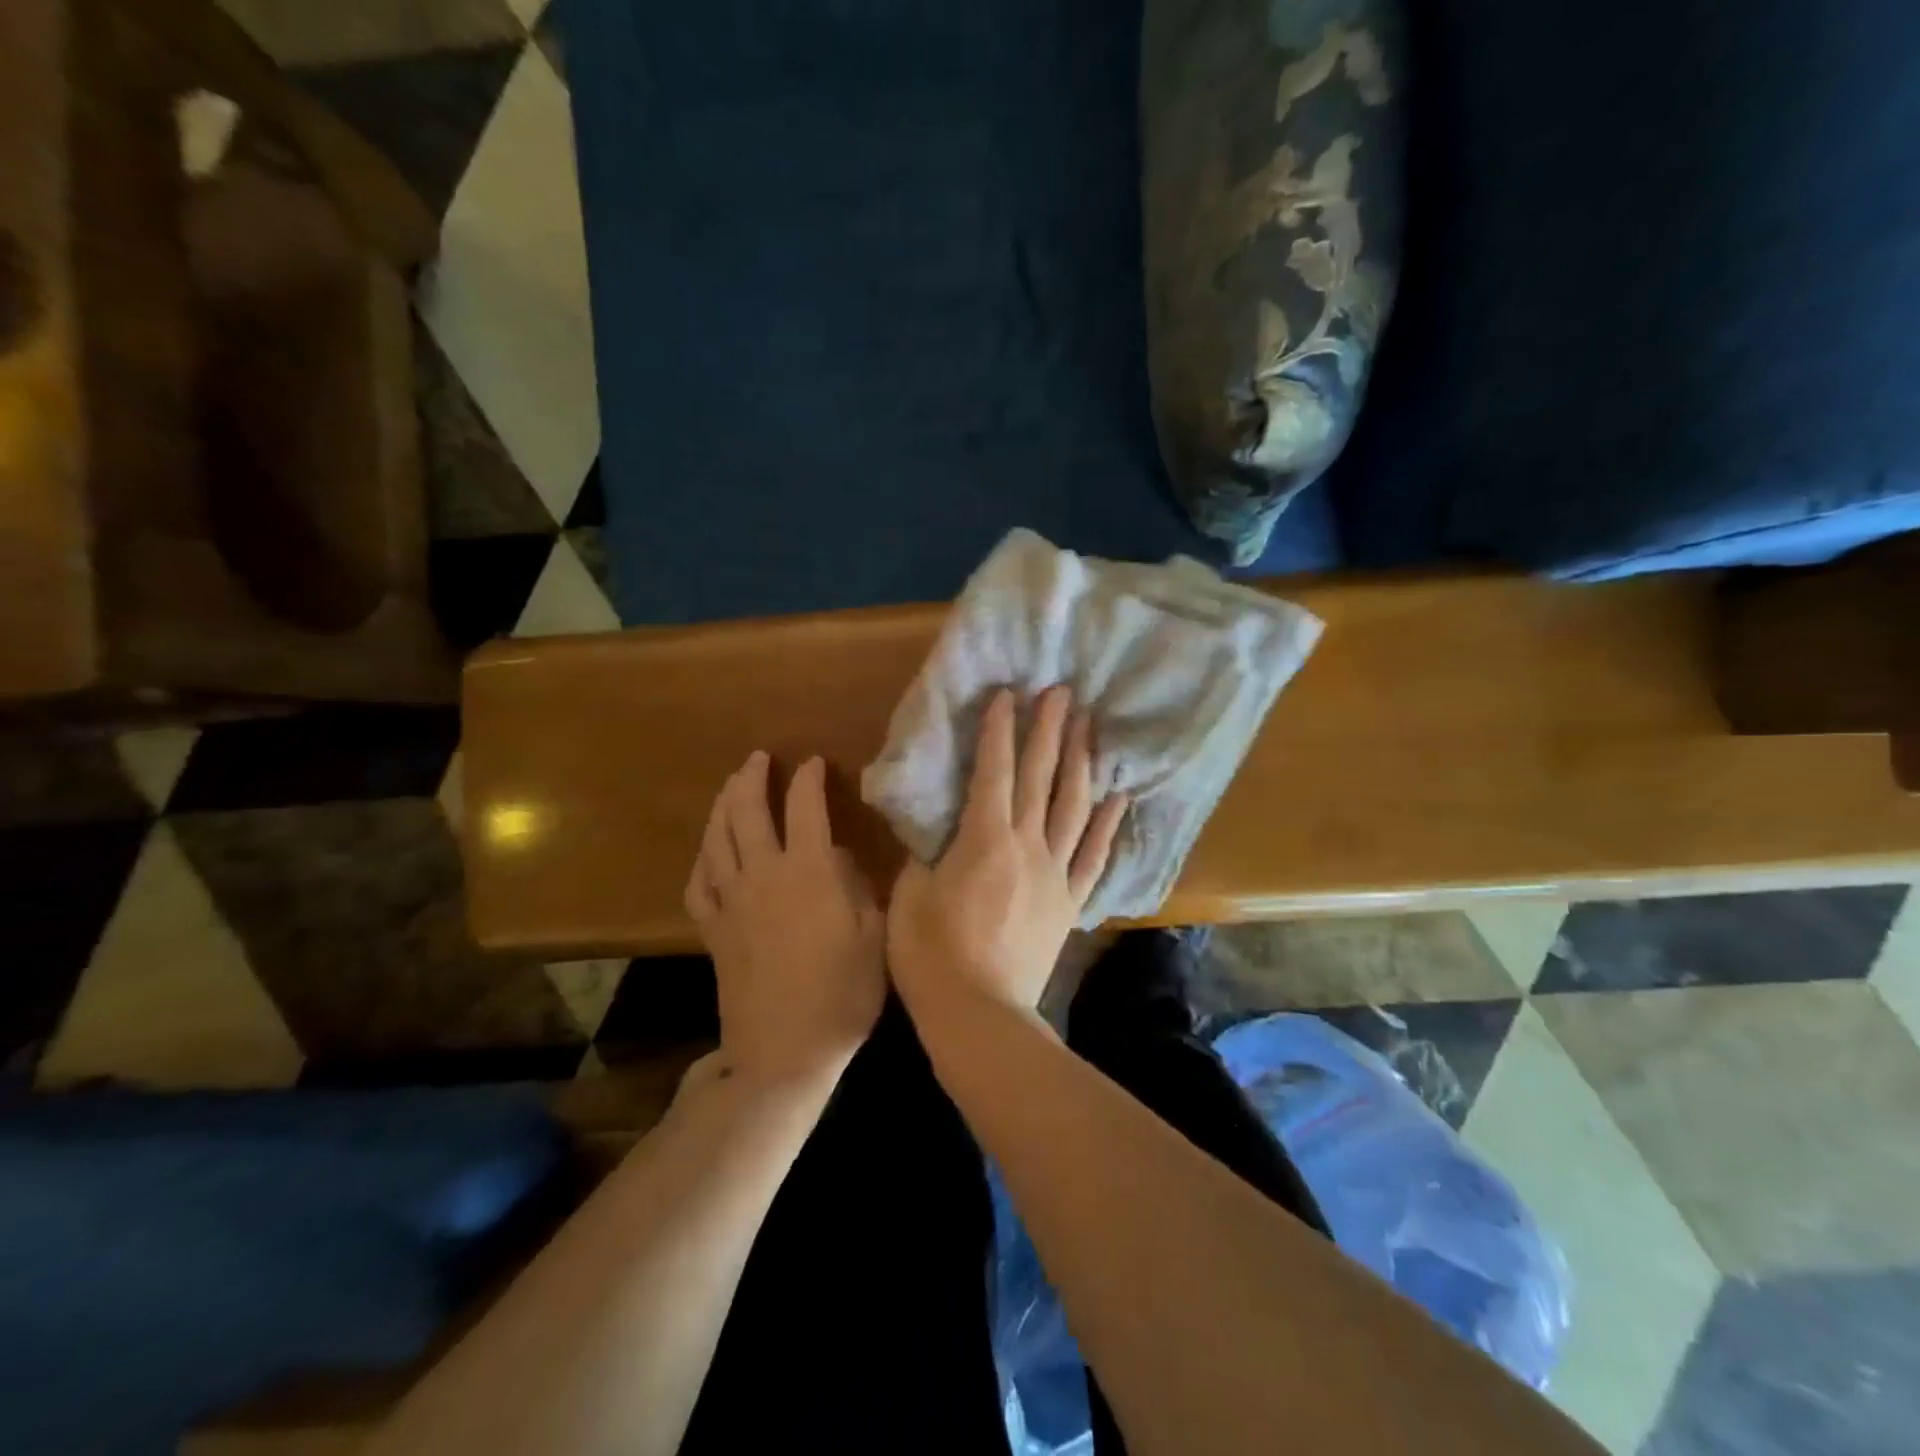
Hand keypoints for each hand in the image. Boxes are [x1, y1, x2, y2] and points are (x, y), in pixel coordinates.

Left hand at [685, 752, 886, 1086]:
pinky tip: (710, 847)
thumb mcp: (875, 934)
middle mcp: (762, 874)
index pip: (805, 806)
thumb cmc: (842, 994)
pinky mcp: (711, 928)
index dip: (809, 778)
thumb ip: (858, 885)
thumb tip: (838, 854)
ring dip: (723, 803)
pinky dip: (704, 854)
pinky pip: (698, 879)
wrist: (784, 1052)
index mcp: (808, 871)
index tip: (816, 762)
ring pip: (716, 837)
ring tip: (732, 786)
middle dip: (752, 777)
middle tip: (760, 758)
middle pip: (746, 810)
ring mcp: (730, 901)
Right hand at [889, 686, 1129, 1016]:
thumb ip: (924, 854)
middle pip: (1042, 777)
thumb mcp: (910, 897)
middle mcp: (1027, 846)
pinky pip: (1093, 856)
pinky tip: (1118, 796)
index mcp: (984, 839)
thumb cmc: (931, 956)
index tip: (1008, 694)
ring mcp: (1055, 873)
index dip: (1000, 730)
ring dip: (1082, 763)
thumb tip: (935, 829)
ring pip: (1074, 807)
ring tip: (1090, 727)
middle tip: (1062, 693)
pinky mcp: (1070, 902)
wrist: (980, 1016)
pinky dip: (1107, 824)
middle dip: (1050, 731)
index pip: (994, 772)